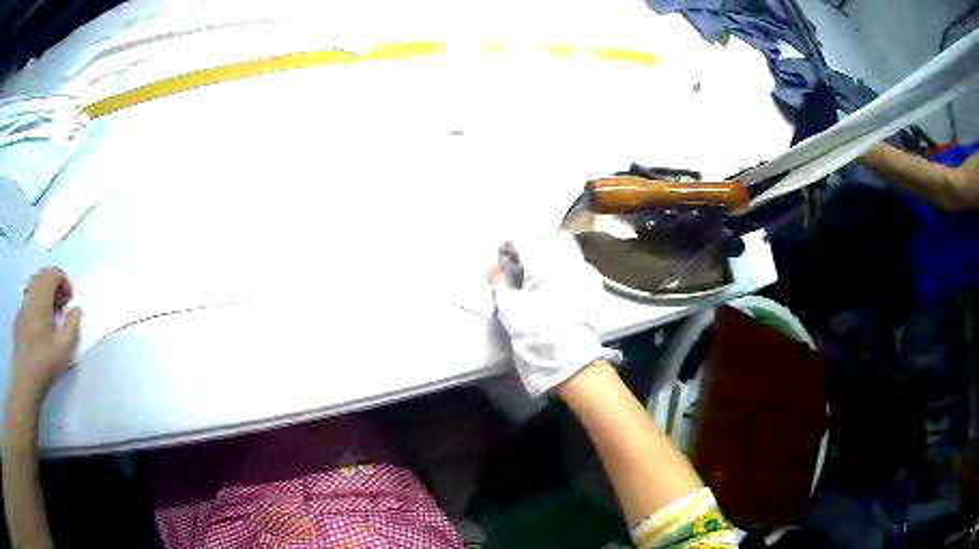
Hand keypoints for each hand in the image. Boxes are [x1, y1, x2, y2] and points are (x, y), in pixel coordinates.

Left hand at [10, 267, 81, 406]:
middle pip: (43, 276)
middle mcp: (31, 293)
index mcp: (42, 295)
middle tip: (62, 308)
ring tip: (51, 318)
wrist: (25, 380)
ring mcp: (22, 306)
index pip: (54, 273)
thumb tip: (77, 309)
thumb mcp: (64, 347)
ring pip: (34, 287)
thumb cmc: (44, 362)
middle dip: (54, 286)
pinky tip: (39, 330)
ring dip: (44, 295)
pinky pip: (28, 303)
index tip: (70, 303)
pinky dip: (36, 307)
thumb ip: (72, 325)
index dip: (65, 283)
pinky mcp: (18, 318)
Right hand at [491, 232, 619, 396]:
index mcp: (543, 263)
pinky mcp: (593, 284)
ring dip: (550, 250)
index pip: (522, 239)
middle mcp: (566, 260)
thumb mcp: (509, 307)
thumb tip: (498, 268)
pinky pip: (578, 263)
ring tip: (539, 268)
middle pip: (548, 236)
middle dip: (532, 241)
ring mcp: (583, 271)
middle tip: (521, 258)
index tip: (502, 259)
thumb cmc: (534, 333)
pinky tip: (557, 281)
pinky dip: (565, 264)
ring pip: (566, 246)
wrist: (568, 358)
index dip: (508, 246)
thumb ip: (502, 281)